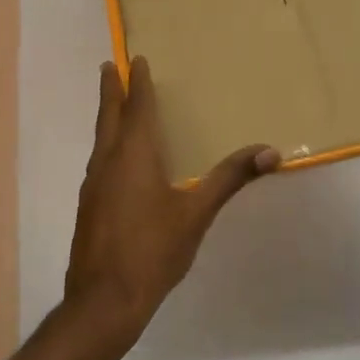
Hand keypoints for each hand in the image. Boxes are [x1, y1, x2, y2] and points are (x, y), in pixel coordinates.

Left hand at [63, 58, 277, 352]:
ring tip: (116, 109)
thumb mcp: (196, 213)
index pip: (136, 108)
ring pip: (100, 141)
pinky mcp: (89, 208)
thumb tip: (270, 151)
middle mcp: (107, 163)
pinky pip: (99, 163)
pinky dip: (108, 147)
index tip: (135, 59)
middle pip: (109, 117)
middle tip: (109, 67)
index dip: (137, 83)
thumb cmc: (153, 250)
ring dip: (108, 119)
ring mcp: (93, 186)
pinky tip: (117, 163)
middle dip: (111, 91)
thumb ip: (229, 179)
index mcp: (133, 156)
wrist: (105, 299)